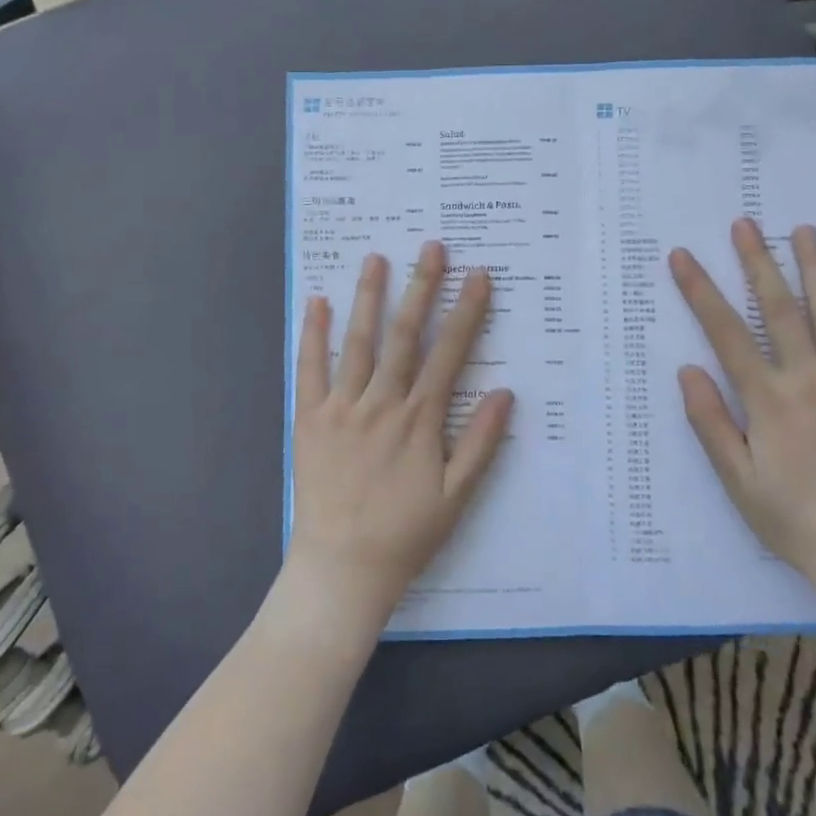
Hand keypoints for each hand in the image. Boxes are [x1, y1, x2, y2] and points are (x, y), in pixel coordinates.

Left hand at [284, 242, 514, 638]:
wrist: (342, 568)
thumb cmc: (405, 533)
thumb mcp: (457, 495)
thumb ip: (480, 442)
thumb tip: (506, 393)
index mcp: (419, 419)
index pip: (449, 353)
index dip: (465, 312)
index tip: (478, 276)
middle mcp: (382, 403)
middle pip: (404, 335)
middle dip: (421, 288)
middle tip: (431, 247)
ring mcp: (342, 407)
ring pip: (357, 342)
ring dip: (368, 297)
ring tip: (376, 258)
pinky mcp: (309, 419)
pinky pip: (309, 369)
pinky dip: (314, 334)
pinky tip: (318, 302)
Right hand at [669, 220, 815, 592]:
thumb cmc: (790, 516)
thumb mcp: (736, 477)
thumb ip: (710, 421)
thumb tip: (688, 370)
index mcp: (770, 399)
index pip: (727, 332)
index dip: (701, 291)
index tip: (682, 257)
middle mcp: (811, 379)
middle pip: (781, 309)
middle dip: (759, 262)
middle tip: (745, 224)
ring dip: (815, 268)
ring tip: (803, 230)